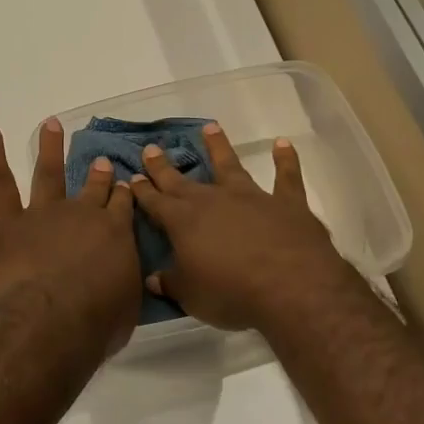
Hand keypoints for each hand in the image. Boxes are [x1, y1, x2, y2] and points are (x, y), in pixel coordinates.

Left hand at [0, 118, 141, 357]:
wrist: (53, 320)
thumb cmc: (96, 323)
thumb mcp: (127, 306)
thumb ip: (125, 284)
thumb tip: (123, 278)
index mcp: (115, 234)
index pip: (121, 206)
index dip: (122, 194)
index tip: (123, 184)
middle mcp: (82, 214)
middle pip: (92, 189)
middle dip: (98, 174)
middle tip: (100, 161)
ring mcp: (44, 214)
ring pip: (48, 174)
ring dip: (49, 147)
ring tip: (51, 124)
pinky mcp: (9, 222)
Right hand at [129, 124, 355, 332]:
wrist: (290, 286)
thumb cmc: (231, 293)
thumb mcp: (191, 296)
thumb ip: (171, 283)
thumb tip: (152, 278)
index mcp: (183, 222)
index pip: (156, 202)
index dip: (143, 191)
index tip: (132, 177)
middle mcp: (213, 201)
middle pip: (182, 180)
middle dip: (163, 166)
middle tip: (151, 148)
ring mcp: (251, 197)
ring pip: (230, 166)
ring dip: (219, 147)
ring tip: (210, 127)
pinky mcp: (286, 203)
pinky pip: (286, 177)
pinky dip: (285, 160)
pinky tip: (283, 144)